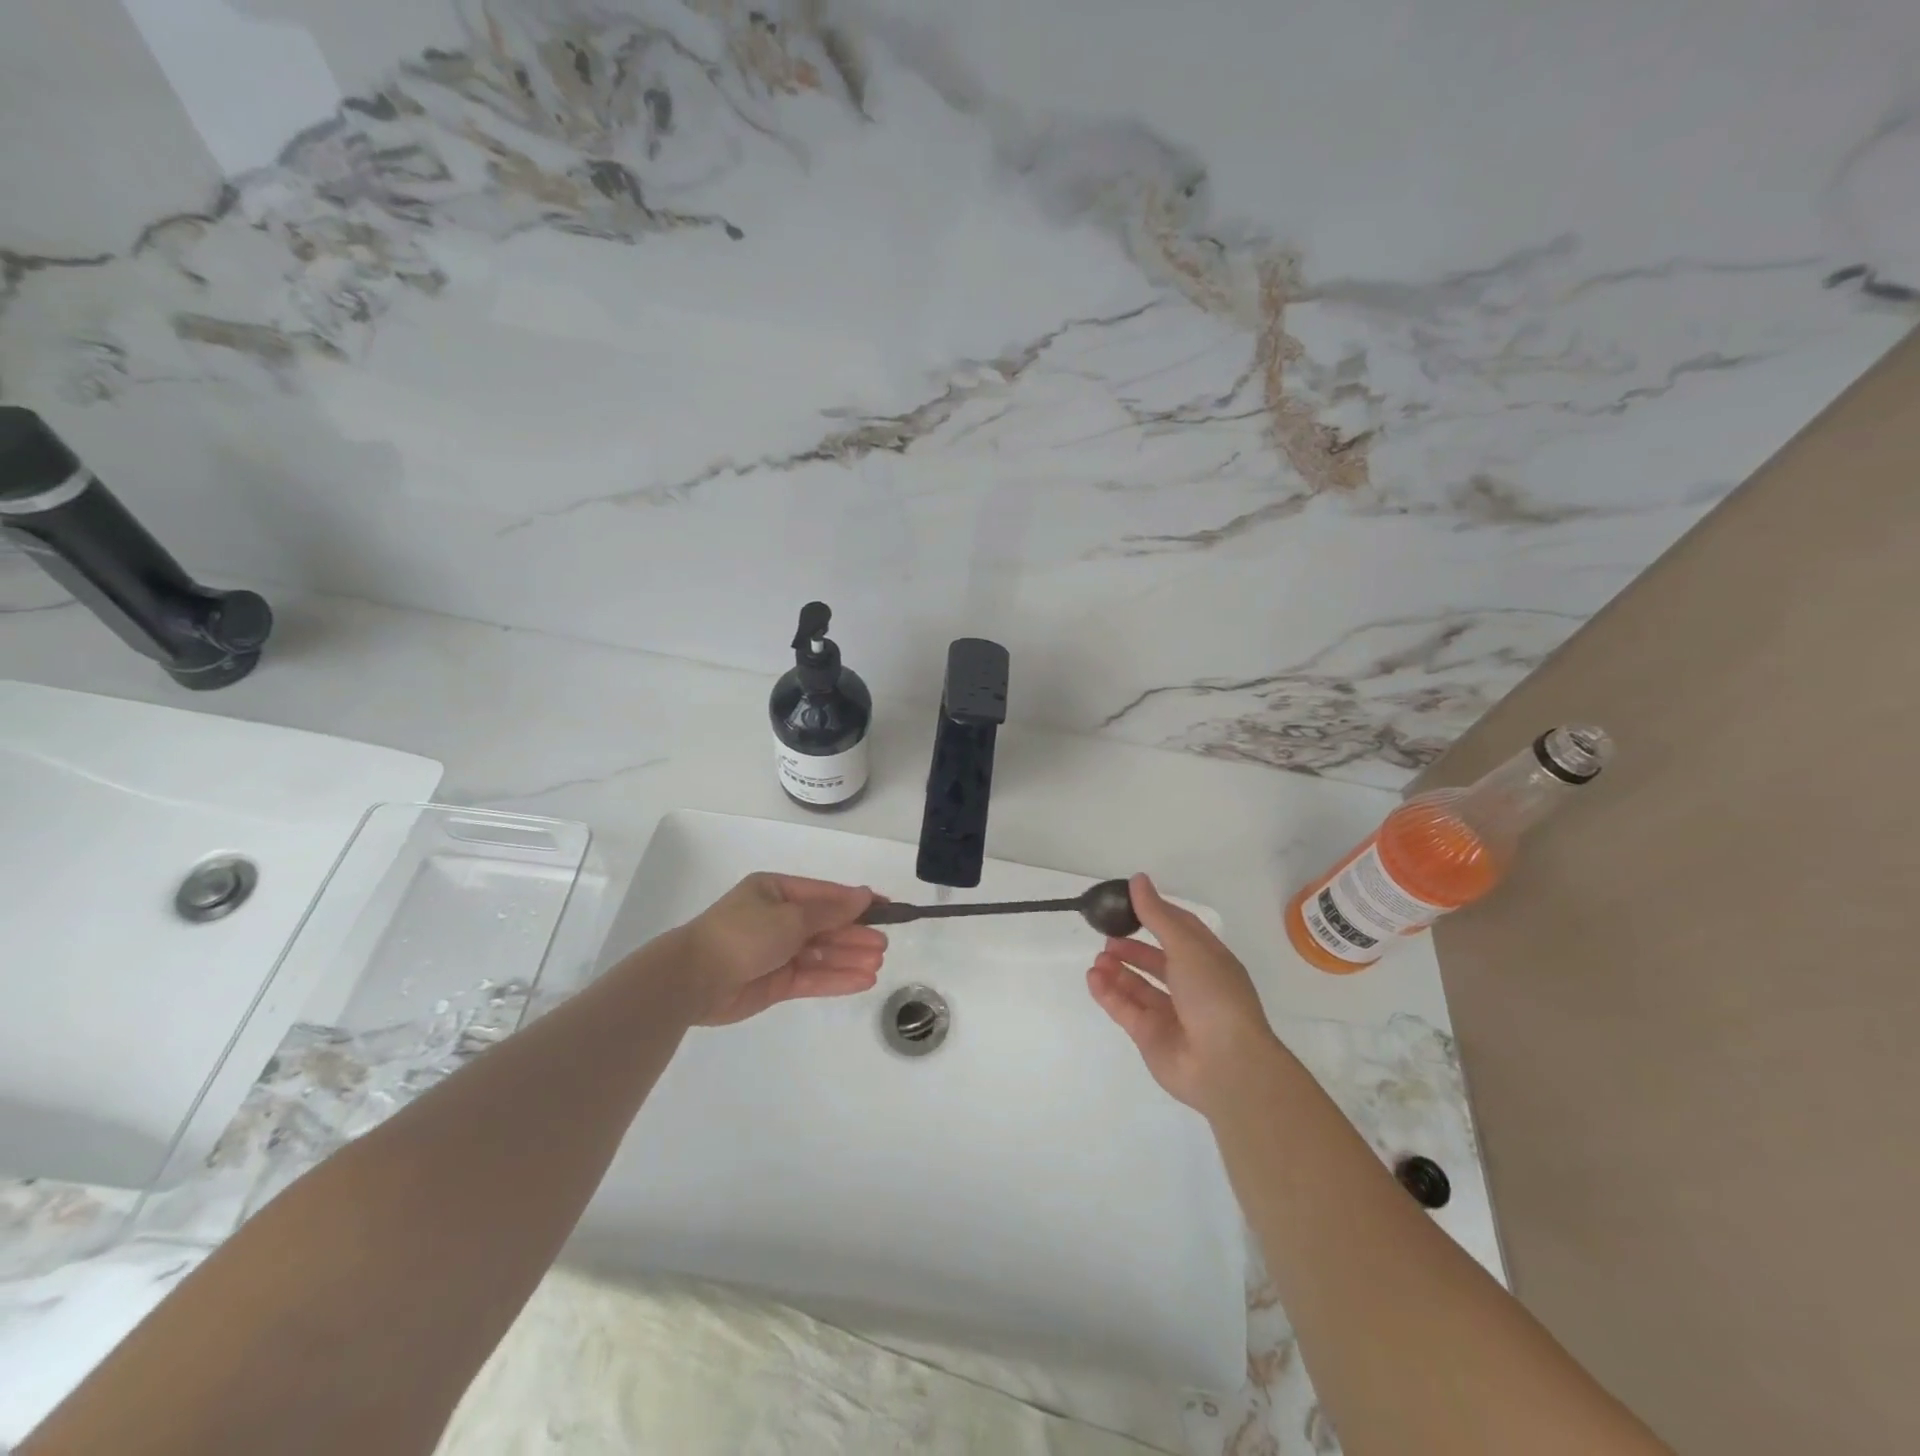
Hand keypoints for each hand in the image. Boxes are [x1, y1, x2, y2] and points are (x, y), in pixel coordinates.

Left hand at [681, 873, 887, 1024]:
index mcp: (776, 891)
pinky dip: (835, 978)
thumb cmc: (744, 934)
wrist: (694, 979)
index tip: (886, 907)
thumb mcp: (791, 916)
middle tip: (884, 945)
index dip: (855, 901)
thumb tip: (864, 896)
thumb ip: (831, 911)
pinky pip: (811, 977)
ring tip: (878, 964)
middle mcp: (776, 919)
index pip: (824, 894)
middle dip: (854, 934)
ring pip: (820, 953)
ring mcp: (776, 952)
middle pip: (824, 925)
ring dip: (848, 958)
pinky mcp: (775, 982)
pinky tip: (861, 980)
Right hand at [1087, 873, 1281, 1115]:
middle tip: (1106, 936)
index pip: (1181, 930)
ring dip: (1117, 970)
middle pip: (1156, 960)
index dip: (1156, 915)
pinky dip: (1109, 993)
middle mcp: (1192, 986)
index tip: (1128, 902)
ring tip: (1097, 959)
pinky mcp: (1151, 1037)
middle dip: (1131, 947)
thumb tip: (1138, 879)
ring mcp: (1171, 1014)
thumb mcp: (1186, 946)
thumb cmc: (1213, 995)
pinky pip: (1125, 1009)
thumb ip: (1157, 915)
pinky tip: (1093, 978)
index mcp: (1209, 961)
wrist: (1225, 1065)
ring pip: (1138, 986)